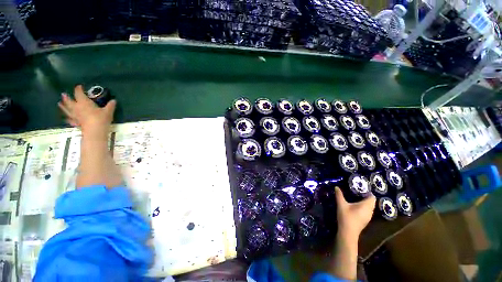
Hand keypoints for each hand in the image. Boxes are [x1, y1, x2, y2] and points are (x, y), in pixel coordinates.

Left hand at [58, 85, 115, 134]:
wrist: (94, 131)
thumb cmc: (101, 118)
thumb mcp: (108, 111)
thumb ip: (110, 105)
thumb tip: (114, 100)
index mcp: (84, 102)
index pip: (79, 93)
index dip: (78, 89)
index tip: (79, 86)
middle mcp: (77, 107)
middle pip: (69, 101)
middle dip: (67, 97)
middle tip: (63, 94)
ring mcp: (75, 116)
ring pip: (67, 110)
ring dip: (63, 106)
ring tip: (59, 104)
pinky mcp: (76, 123)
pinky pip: (70, 120)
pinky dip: (68, 118)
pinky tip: (67, 118)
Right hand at [335, 186, 375, 239]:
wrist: (348, 233)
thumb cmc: (346, 217)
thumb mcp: (341, 205)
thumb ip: (339, 195)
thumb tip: (337, 187)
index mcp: (366, 206)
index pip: (372, 197)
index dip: (368, 192)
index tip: (360, 187)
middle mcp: (370, 211)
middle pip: (371, 201)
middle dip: (365, 196)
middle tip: (356, 191)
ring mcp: (368, 216)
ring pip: (370, 206)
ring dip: (365, 201)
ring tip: (356, 197)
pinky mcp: (365, 220)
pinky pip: (367, 210)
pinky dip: (364, 206)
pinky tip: (356, 206)